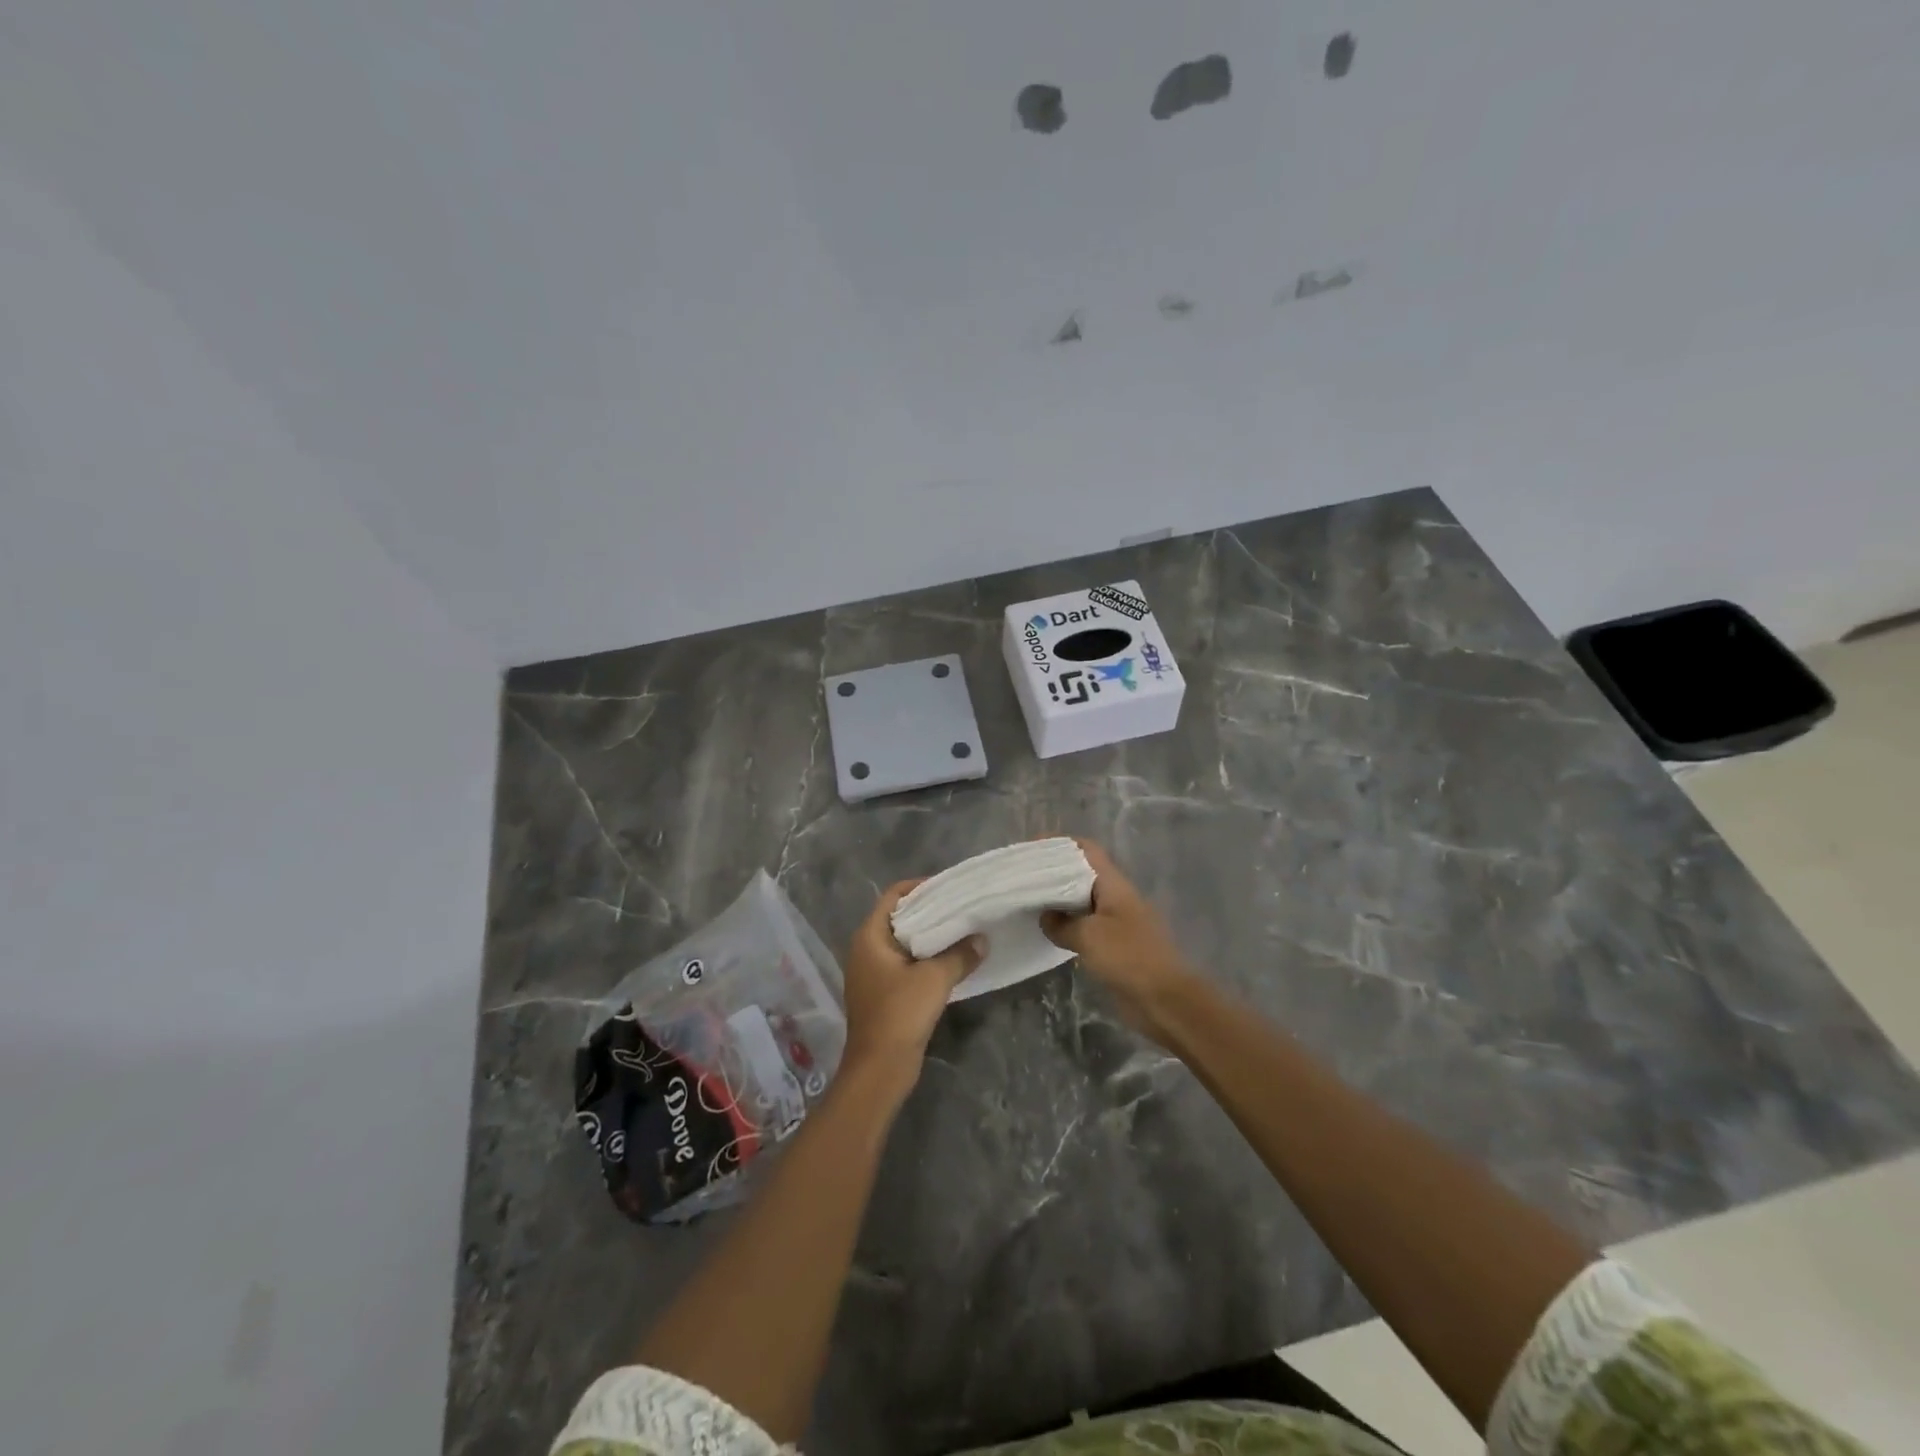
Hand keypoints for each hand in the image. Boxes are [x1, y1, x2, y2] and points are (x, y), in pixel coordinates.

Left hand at [840, 882, 983, 1092]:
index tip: (949, 887)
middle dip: (930, 911)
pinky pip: (906, 964)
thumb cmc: (900, 1014)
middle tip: (962, 906)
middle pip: (899, 917)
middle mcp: (866, 949)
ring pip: (904, 943)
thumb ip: (960, 955)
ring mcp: (873, 973)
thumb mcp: (935, 979)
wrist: (879, 1069)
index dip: (920, 887)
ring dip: (930, 937)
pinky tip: (952, 961)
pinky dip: (926, 958)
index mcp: (870, 936)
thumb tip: (981, 940)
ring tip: (962, 930)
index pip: (894, 896)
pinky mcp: (883, 993)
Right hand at [1041, 841, 1194, 1038]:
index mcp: (1113, 884)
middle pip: (1081, 873)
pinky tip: (1046, 931)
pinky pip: (1085, 926)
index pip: (1086, 849)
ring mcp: (1116, 921)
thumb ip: (1062, 923)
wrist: (1165, 1001)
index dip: (1059, 844)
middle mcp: (1115, 896)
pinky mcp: (1114, 945)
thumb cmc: (1129, 958)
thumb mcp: (1088, 936)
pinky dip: (1066, 925)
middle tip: (1022, 877)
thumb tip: (1045, 917)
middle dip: (1053, 872)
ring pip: (1081, 901)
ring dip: (1058, 900)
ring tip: (1027, 901)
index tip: (1031, 849)